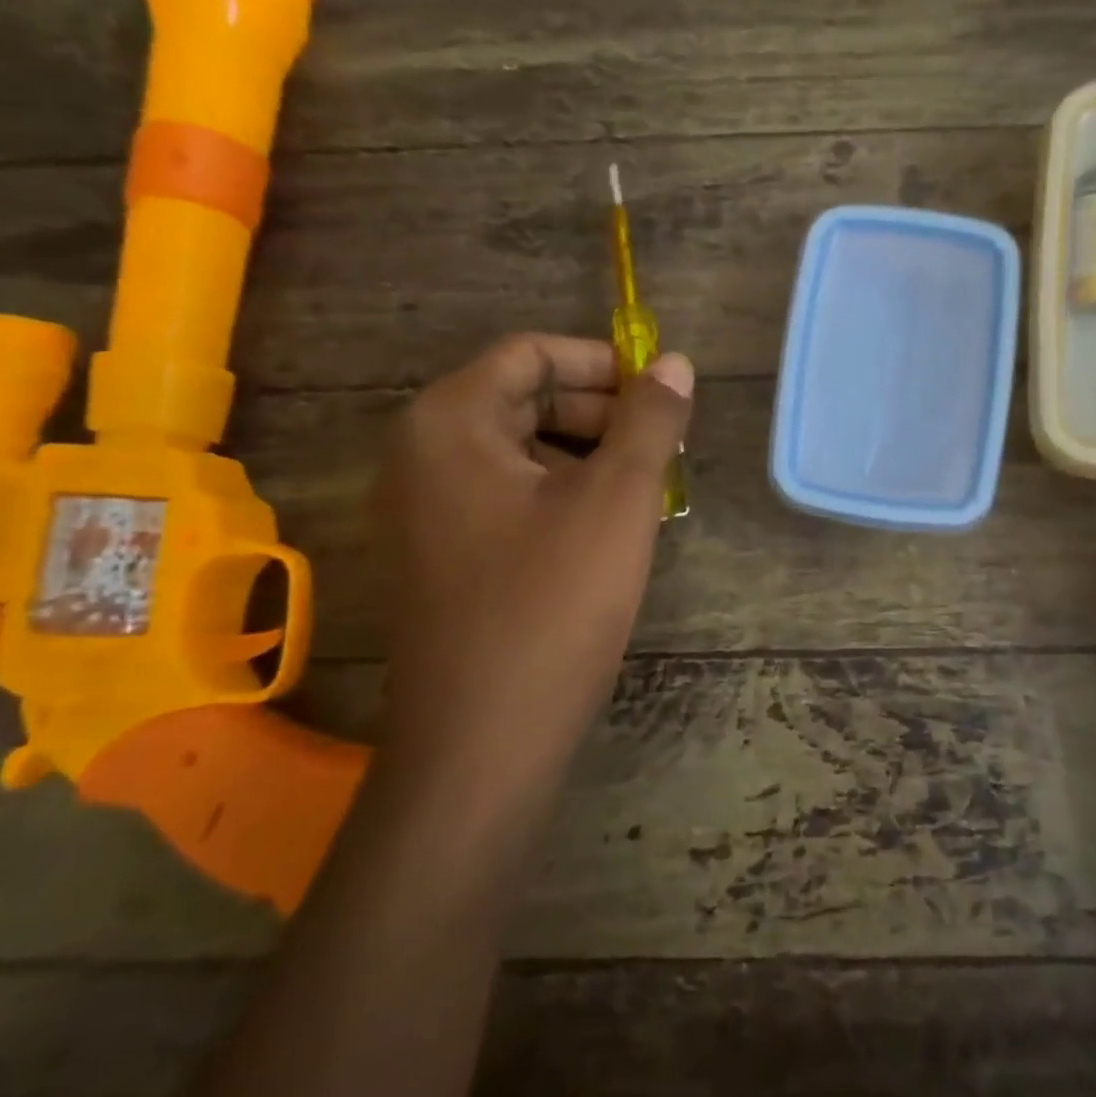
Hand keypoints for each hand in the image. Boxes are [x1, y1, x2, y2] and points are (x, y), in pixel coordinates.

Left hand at [374, 334, 692, 794]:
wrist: (481, 743)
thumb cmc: (552, 605)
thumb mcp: (617, 501)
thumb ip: (649, 421)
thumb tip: (674, 363)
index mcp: (449, 422)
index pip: (531, 353)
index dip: (602, 364)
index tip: (660, 396)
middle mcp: (421, 454)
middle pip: (522, 399)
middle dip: (599, 414)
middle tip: (662, 450)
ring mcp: (423, 510)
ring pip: (518, 451)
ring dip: (586, 458)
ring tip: (644, 492)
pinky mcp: (439, 556)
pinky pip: (504, 497)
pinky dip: (558, 496)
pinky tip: (605, 532)